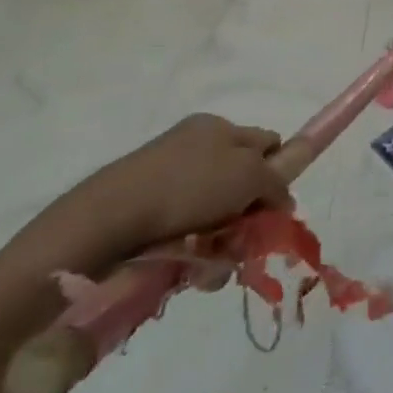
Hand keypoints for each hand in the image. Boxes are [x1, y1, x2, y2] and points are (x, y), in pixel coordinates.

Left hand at [19, 114, 290, 273]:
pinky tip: (191, 265)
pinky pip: (186, 231)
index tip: (275, 205)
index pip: (267, 143)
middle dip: (250, 213)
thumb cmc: (189, 187)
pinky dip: (195, 250)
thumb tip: (283, 200)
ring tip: (217, 262)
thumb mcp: (250, 175)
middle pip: (242, 181)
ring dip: (225, 239)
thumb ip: (277, 182)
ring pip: (216, 212)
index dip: (278, 171)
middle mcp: (194, 145)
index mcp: (219, 127)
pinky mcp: (145, 209)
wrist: (108, 218)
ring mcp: (167, 177)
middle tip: (248, 239)